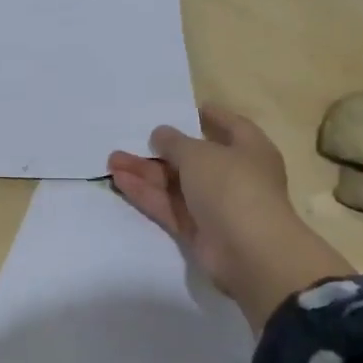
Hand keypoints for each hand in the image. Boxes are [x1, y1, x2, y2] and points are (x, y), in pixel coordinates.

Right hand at [108, 104, 353, 332]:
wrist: (250, 252)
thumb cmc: (232, 186)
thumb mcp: (199, 154)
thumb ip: (175, 142)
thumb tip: (160, 134)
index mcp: (249, 149)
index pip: (229, 125)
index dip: (208, 116)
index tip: (182, 110)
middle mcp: (235, 175)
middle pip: (193, 158)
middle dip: (160, 151)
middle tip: (129, 140)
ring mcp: (216, 205)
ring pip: (176, 184)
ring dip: (146, 172)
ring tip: (112, 160)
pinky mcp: (198, 230)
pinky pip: (169, 207)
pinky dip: (147, 195)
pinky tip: (120, 181)